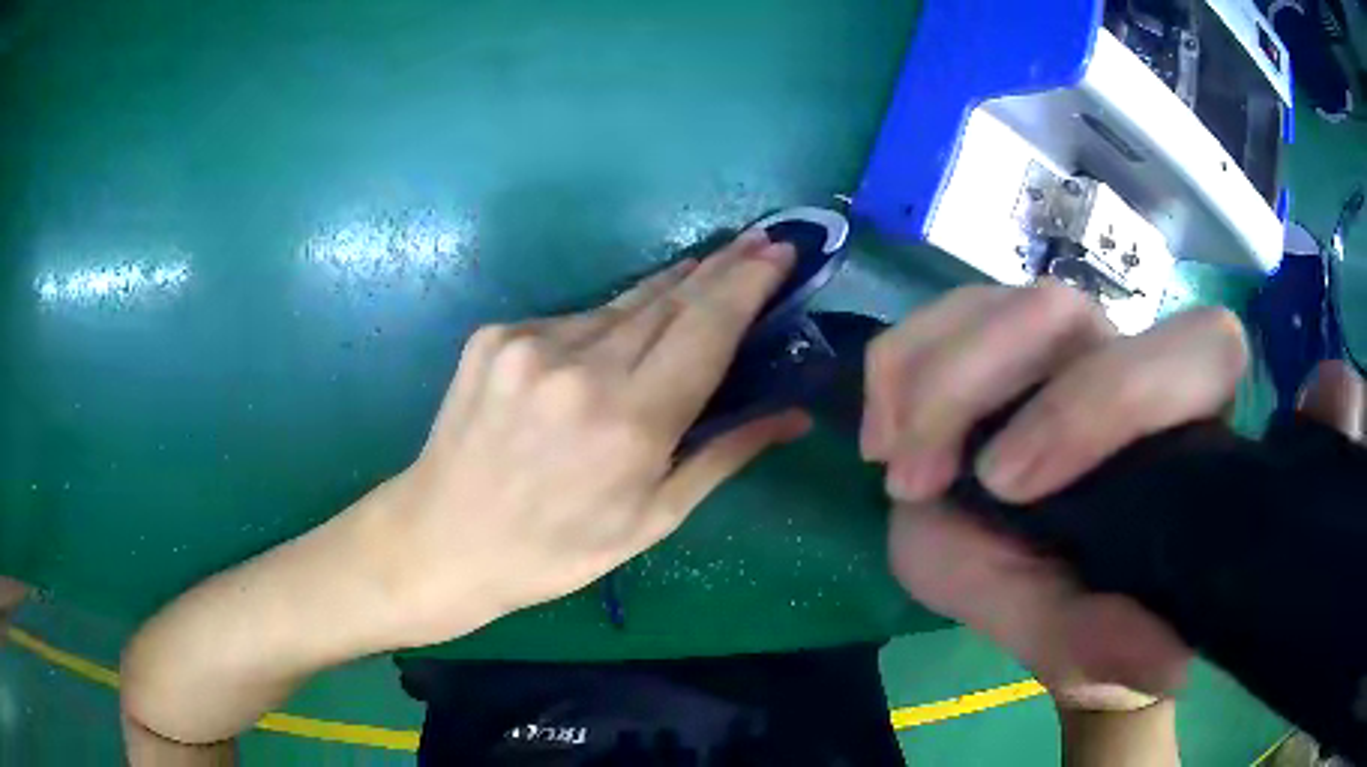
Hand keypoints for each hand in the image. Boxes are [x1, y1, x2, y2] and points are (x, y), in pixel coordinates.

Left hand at [372, 232, 809, 646]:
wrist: (443, 539)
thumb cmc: (556, 549)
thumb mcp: (652, 519)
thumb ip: (724, 454)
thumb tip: (791, 413)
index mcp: (628, 422)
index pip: (707, 327)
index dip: (749, 282)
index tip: (782, 250)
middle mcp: (580, 368)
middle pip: (669, 299)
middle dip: (720, 269)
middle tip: (757, 243)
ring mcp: (529, 344)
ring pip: (621, 304)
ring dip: (667, 292)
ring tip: (704, 277)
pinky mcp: (494, 336)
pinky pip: (573, 319)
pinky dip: (606, 324)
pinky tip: (613, 342)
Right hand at [863, 283, 1248, 709]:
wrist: (1026, 575)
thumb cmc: (1068, 598)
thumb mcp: (1071, 636)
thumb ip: (1105, 643)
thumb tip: (1163, 666)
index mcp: (1180, 422)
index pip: (1196, 351)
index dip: (1108, 398)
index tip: (1005, 488)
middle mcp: (1125, 361)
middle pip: (1062, 309)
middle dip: (973, 386)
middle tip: (916, 483)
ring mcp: (1061, 342)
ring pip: (998, 301)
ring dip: (926, 383)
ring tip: (897, 471)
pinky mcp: (1000, 335)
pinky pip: (944, 315)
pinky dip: (898, 368)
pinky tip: (886, 435)